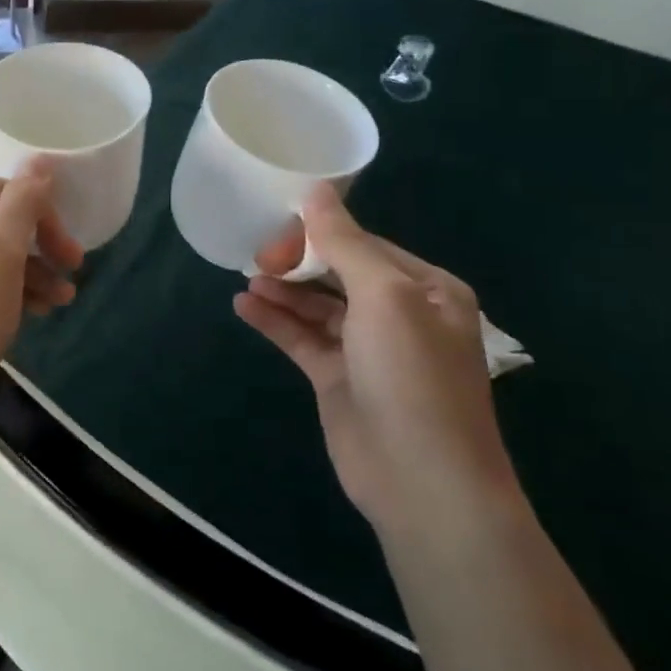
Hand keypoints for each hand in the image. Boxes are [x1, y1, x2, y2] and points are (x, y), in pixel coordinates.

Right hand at [232, 184, 521, 534]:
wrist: (422, 480)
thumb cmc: (412, 375)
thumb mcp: (384, 296)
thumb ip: (345, 243)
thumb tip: (315, 190)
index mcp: (426, 289)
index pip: (364, 244)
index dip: (320, 232)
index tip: (277, 224)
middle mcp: (399, 314)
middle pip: (338, 273)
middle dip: (298, 261)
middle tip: (255, 255)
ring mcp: (366, 349)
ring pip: (316, 306)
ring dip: (283, 290)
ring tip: (246, 276)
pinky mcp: (337, 379)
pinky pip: (301, 339)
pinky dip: (275, 322)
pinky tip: (243, 307)